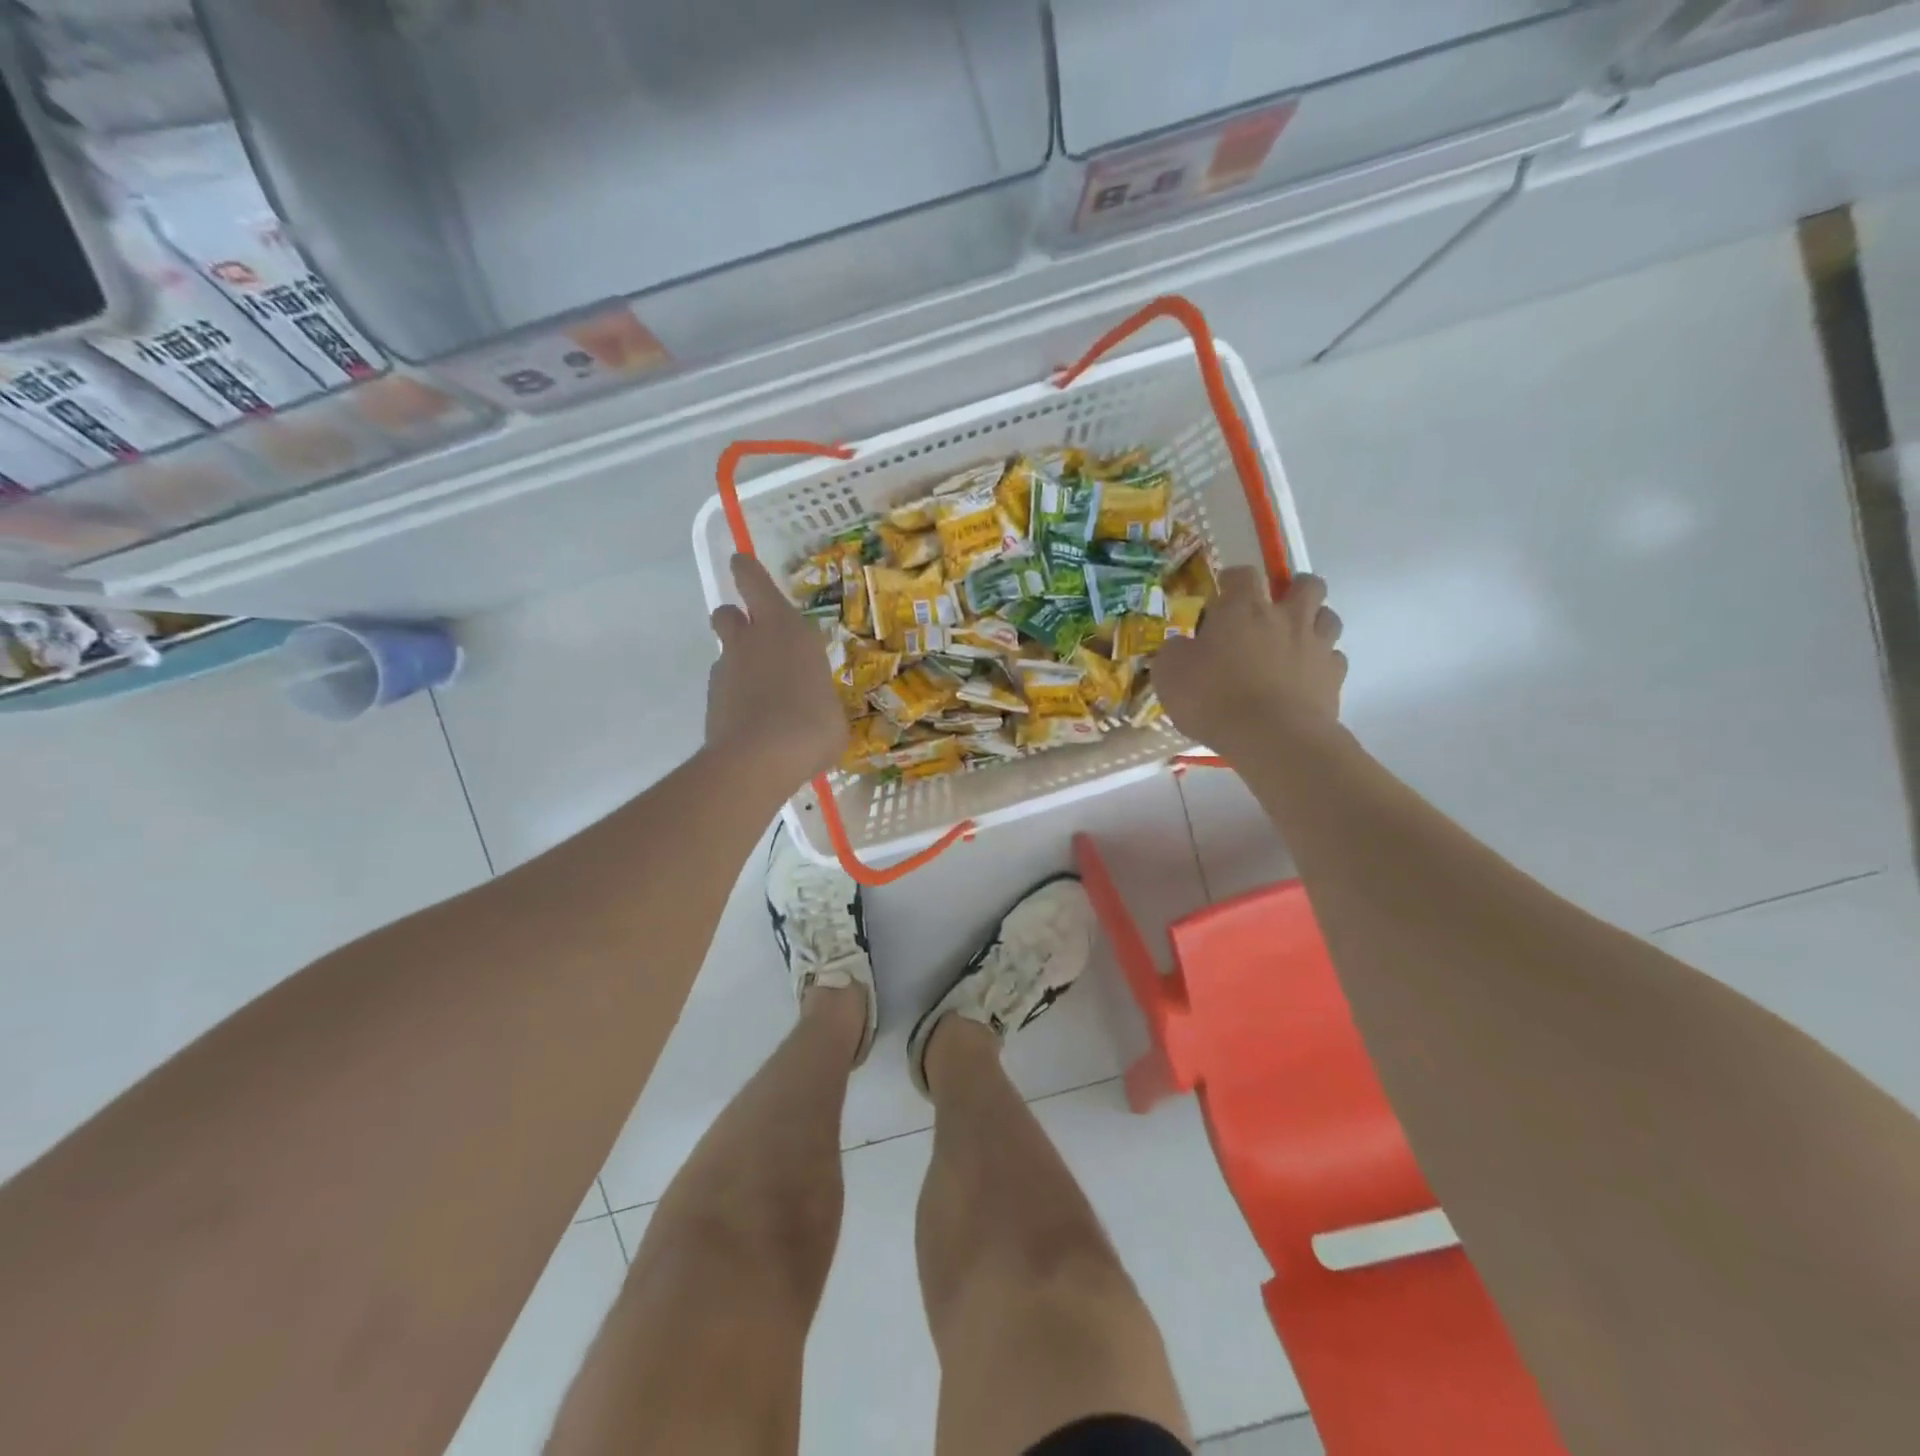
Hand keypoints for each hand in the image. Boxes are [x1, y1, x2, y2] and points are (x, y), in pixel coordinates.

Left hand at [705, 553, 847, 792]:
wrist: (761, 759)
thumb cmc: (813, 725)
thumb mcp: (832, 708)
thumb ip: (818, 694)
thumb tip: (813, 704)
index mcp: (787, 630)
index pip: (756, 584)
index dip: (747, 572)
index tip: (740, 563)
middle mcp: (752, 641)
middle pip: (728, 613)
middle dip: (736, 619)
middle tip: (754, 638)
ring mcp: (726, 670)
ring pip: (724, 652)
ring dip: (738, 664)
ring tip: (761, 695)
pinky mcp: (711, 701)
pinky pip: (723, 689)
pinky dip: (735, 699)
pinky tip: (753, 723)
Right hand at [1153, 569, 1346, 755]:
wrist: (1272, 738)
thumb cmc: (1214, 699)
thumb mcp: (1169, 674)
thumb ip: (1174, 652)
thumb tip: (1181, 646)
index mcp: (1243, 609)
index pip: (1242, 574)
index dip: (1232, 581)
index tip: (1221, 597)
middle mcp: (1285, 617)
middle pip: (1306, 584)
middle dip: (1294, 589)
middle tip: (1275, 609)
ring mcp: (1315, 645)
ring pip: (1329, 616)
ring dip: (1314, 622)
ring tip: (1296, 640)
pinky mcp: (1334, 677)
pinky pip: (1334, 658)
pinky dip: (1322, 663)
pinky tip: (1306, 677)